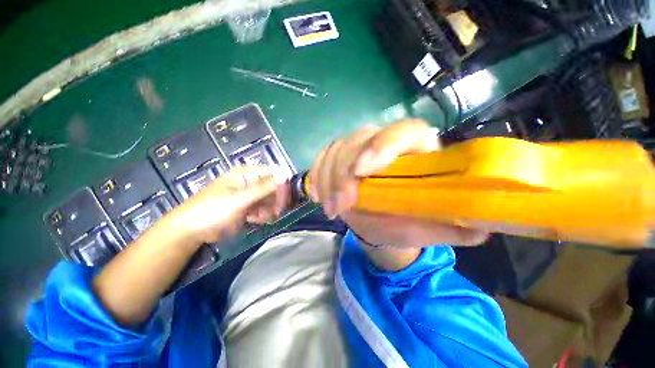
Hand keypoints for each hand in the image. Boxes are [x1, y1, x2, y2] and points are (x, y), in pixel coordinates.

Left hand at [173, 166, 288, 244]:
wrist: (191, 230)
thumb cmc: (213, 210)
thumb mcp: (240, 199)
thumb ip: (264, 188)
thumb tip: (285, 176)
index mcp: (246, 174)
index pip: (272, 173)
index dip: (281, 183)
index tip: (286, 197)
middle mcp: (249, 182)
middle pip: (272, 187)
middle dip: (275, 200)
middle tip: (276, 211)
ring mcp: (247, 195)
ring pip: (268, 199)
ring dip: (269, 209)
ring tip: (261, 217)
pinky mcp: (246, 207)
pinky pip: (261, 208)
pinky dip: (262, 214)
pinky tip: (256, 220)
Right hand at [308, 120, 488, 248]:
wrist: (383, 219)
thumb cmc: (407, 221)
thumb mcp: (430, 227)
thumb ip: (454, 226)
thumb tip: (481, 227)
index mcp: (416, 150)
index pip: (404, 132)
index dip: (383, 146)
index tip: (363, 171)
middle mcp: (386, 142)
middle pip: (360, 140)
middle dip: (345, 173)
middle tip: (341, 207)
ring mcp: (359, 147)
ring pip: (337, 149)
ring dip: (329, 180)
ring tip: (332, 209)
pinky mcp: (340, 156)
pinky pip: (323, 157)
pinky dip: (318, 175)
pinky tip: (318, 194)